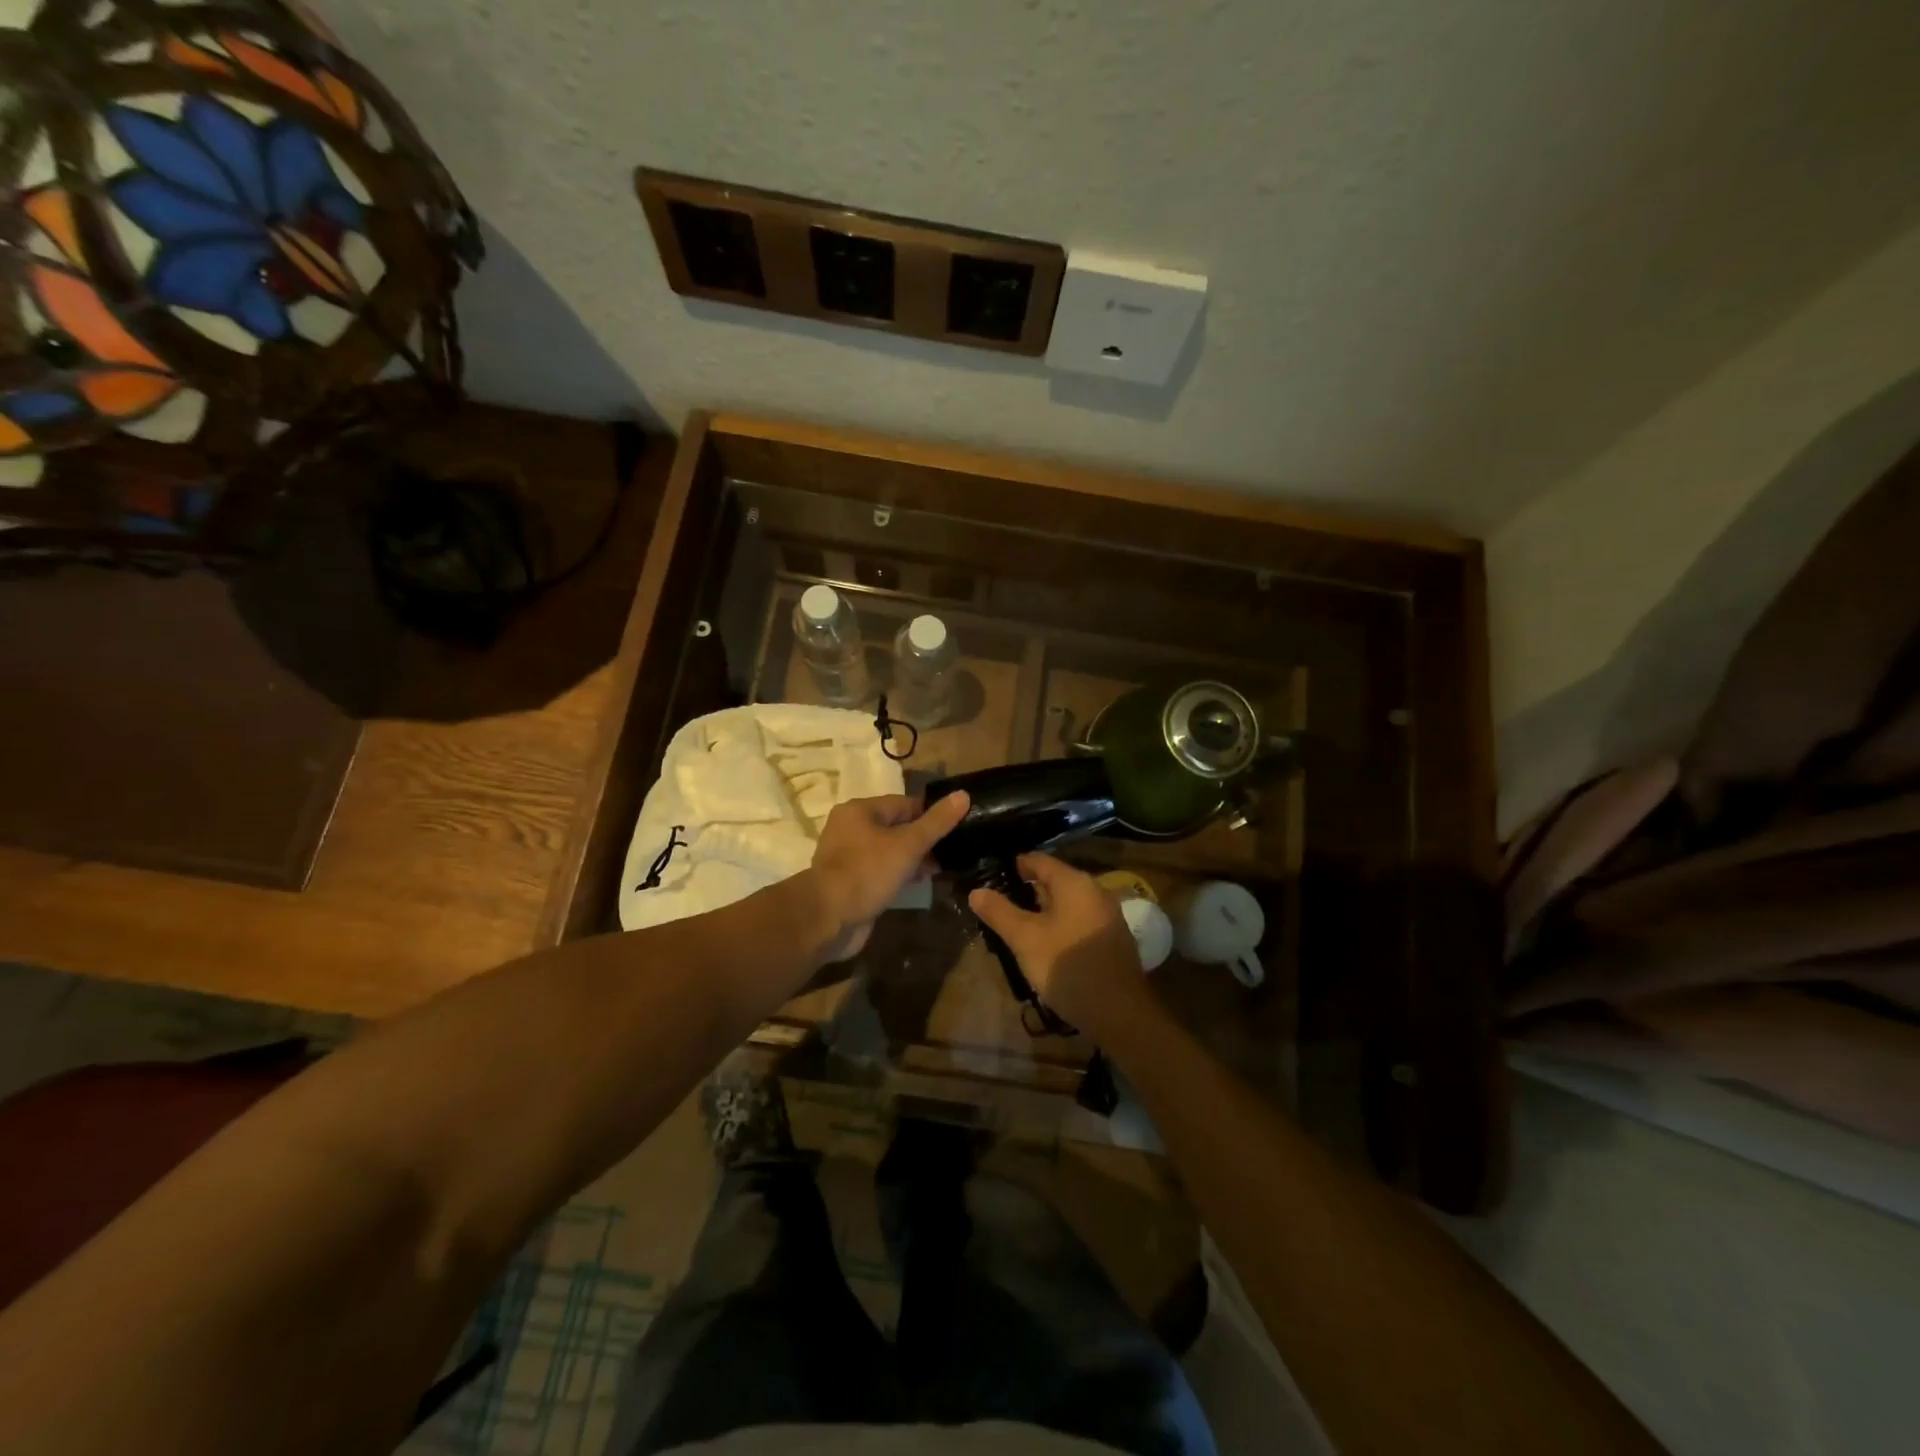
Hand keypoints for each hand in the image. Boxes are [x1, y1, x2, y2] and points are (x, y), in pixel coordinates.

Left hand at [808, 791, 969, 959]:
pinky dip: (898, 876)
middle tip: (950, 852)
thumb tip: (963, 794)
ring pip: (888, 851)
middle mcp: (849, 829)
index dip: (930, 814)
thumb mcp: (907, 844)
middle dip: (922, 840)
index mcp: (859, 810)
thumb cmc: (867, 871)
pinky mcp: (849, 883)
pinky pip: (880, 872)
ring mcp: (847, 858)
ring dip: (911, 860)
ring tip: (939, 870)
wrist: (827, 918)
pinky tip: (917, 885)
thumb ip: (936, 822)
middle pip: (895, 827)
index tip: (956, 827)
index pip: (904, 804)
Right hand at [969, 853, 1147, 1033]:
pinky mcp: (1112, 939)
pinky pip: (1079, 921)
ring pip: (1068, 903)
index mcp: (1074, 882)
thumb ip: (999, 912)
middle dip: (1027, 891)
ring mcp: (1107, 915)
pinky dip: (1060, 925)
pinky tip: (1046, 945)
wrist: (1119, 1012)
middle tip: (999, 905)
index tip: (991, 877)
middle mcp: (1095, 891)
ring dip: (1043, 911)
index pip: (1038, 860)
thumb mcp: (1025, 939)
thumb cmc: (1067, 966)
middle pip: (1055, 881)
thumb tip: (976, 891)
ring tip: (1017, 926)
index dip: (1014, 866)